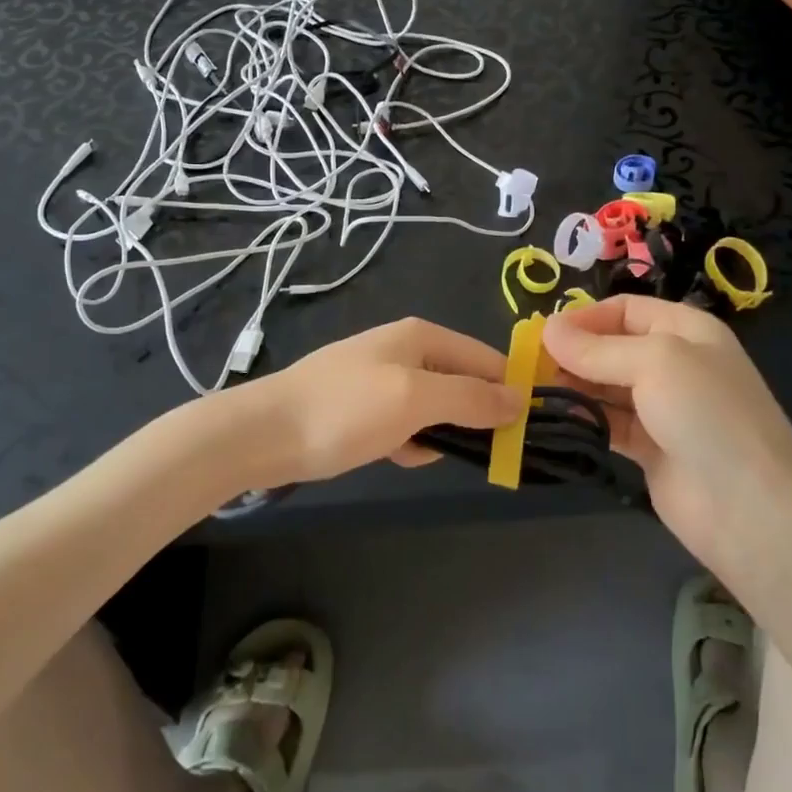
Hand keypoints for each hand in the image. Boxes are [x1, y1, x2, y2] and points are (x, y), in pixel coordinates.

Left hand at [260, 317, 523, 480]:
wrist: (264, 433)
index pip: (486, 358)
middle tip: (480, 452)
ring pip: (434, 406)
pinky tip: (396, 455)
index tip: (527, 431)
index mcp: (421, 336)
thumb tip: (520, 399)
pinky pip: (405, 421)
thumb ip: (470, 397)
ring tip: (421, 452)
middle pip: (462, 381)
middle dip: (472, 416)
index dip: (509, 390)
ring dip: (437, 432)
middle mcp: (405, 349)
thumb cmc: (345, 410)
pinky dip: (408, 439)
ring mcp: (381, 378)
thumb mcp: (415, 399)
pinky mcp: (362, 406)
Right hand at [542, 295, 791, 572]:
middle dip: (573, 352)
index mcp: (687, 330)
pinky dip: (584, 417)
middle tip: (529, 365)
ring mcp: (664, 408)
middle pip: (612, 346)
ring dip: (573, 385)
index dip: (585, 317)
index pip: (626, 309)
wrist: (751, 509)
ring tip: (533, 390)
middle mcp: (676, 363)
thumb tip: (546, 329)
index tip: (543, 334)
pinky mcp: (651, 448)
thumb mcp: (655, 363)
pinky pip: (609, 422)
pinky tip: (555, 417)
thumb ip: (597, 348)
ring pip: (607, 386)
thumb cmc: (708, 415)